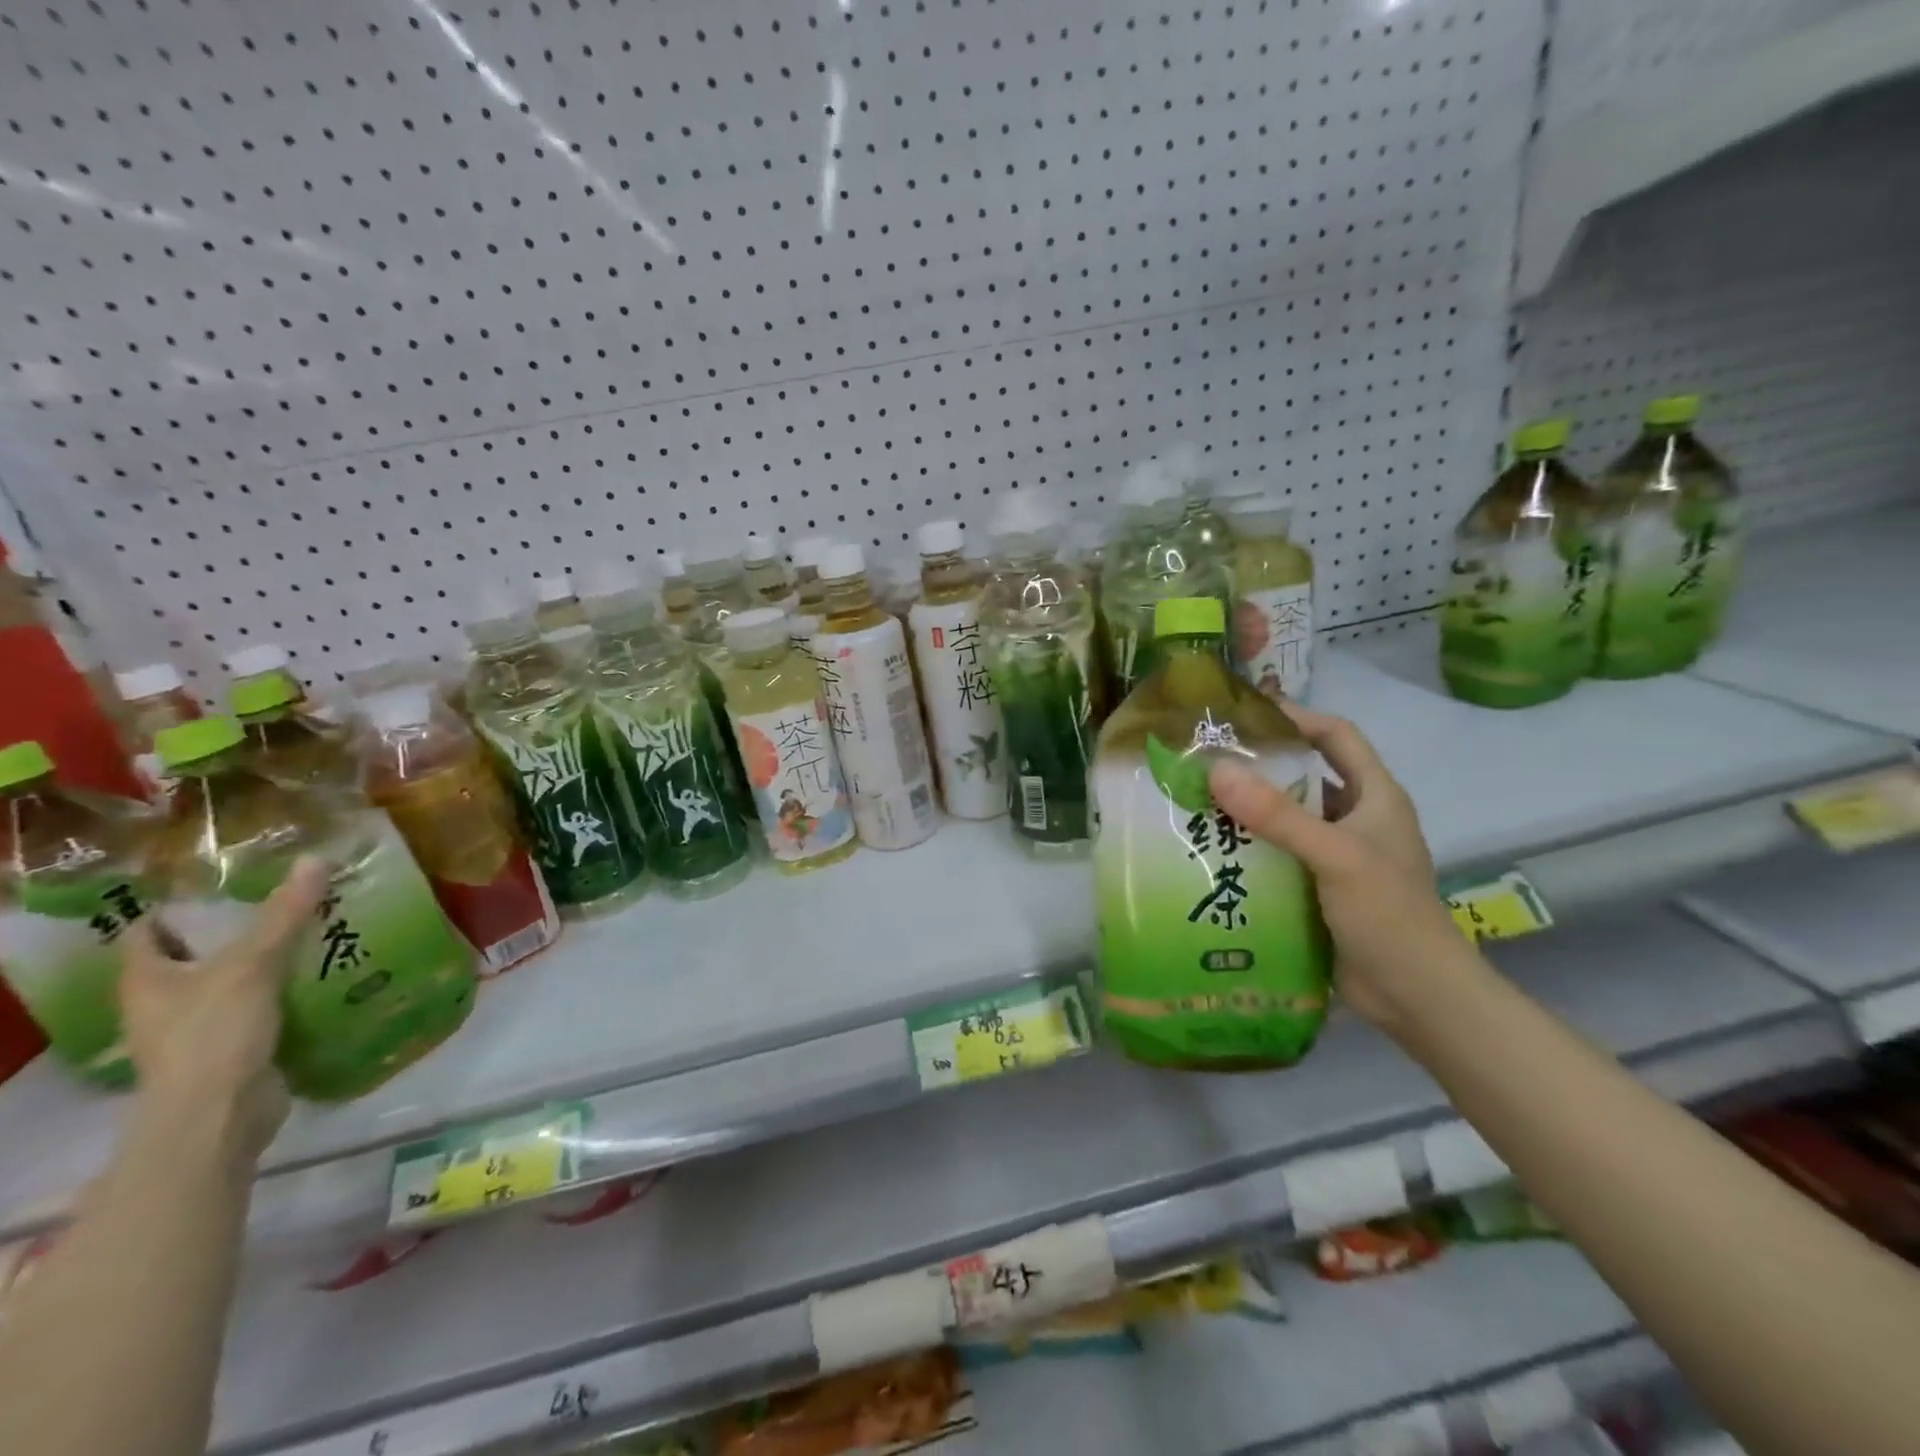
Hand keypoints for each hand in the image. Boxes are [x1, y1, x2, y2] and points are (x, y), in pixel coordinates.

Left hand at [119, 857, 330, 1158]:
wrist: (221, 1114)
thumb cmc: (214, 1034)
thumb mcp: (253, 964)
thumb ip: (285, 914)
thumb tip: (316, 859)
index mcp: (147, 980)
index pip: (148, 932)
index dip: (177, 906)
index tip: (224, 883)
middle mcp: (163, 1003)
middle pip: (194, 955)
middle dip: (235, 930)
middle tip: (285, 900)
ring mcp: (198, 1028)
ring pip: (232, 981)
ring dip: (267, 961)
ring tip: (315, 930)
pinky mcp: (235, 1047)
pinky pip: (261, 1007)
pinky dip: (285, 990)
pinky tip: (322, 973)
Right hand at [1209, 706, 1468, 1032]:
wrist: (1416, 996)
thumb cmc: (1388, 914)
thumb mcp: (1336, 856)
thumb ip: (1278, 815)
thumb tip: (1217, 771)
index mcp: (1375, 797)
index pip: (1337, 737)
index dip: (1298, 718)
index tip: (1246, 714)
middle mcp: (1355, 819)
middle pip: (1305, 776)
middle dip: (1258, 768)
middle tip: (1205, 761)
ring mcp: (1336, 856)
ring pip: (1286, 819)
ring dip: (1248, 811)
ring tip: (1197, 803)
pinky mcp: (1318, 888)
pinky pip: (1278, 856)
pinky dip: (1249, 850)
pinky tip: (1212, 852)